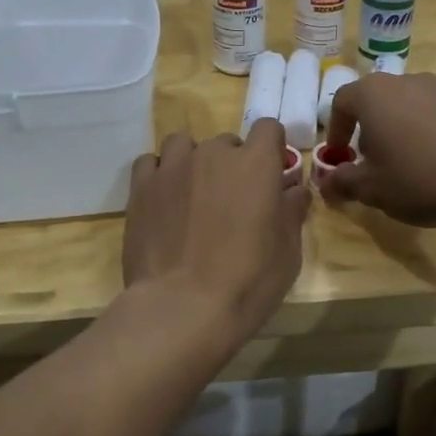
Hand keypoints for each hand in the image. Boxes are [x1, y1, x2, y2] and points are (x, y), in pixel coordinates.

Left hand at [123, 120, 309, 345]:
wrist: (182, 307)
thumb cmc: (248, 281)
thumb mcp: (288, 251)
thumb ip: (292, 211)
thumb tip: (294, 190)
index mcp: (256, 163)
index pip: (268, 128)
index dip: (271, 149)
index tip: (271, 175)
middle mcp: (214, 154)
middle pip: (227, 141)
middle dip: (233, 164)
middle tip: (232, 201)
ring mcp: (173, 167)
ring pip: (184, 144)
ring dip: (193, 161)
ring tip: (194, 194)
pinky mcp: (141, 188)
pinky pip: (151, 162)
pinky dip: (160, 173)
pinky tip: (164, 199)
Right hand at [322, 72, 435, 227]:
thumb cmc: (416, 177)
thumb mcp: (371, 188)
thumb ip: (343, 182)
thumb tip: (326, 184)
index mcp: (373, 94)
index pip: (342, 101)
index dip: (336, 130)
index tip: (339, 156)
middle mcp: (406, 81)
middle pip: (376, 100)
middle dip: (368, 129)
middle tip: (370, 161)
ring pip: (408, 106)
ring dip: (399, 130)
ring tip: (405, 164)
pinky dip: (428, 134)